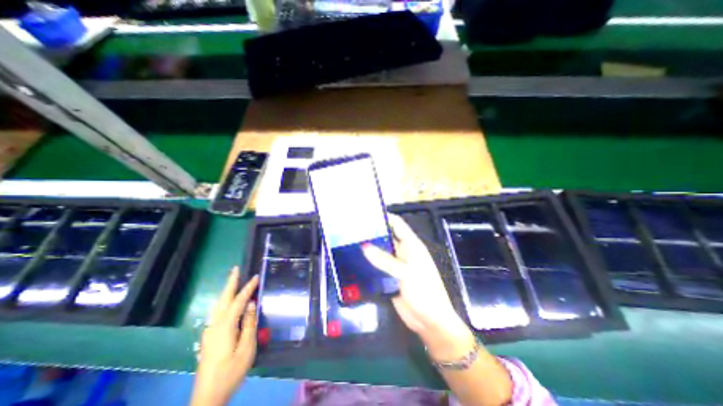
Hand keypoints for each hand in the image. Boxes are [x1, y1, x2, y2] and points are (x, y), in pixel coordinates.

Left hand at [191, 267, 259, 405]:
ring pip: (218, 305)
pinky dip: (224, 301)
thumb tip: (251, 304)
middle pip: (223, 299)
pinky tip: (227, 302)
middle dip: (230, 283)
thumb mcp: (246, 348)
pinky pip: (217, 312)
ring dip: (226, 291)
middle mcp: (214, 325)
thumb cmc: (231, 371)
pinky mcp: (209, 337)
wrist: (208, 396)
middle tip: (236, 269)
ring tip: (233, 280)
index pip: (239, 301)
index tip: (256, 276)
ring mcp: (209, 331)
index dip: (248, 288)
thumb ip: (249, 324)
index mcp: (225, 326)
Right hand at [362, 214, 474, 359]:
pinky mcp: (389, 277)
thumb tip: (364, 246)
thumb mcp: (406, 273)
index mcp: (411, 245)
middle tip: (353, 229)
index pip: (398, 224)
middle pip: (387, 238)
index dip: (385, 217)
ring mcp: (395, 265)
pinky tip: (354, 261)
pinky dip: (368, 264)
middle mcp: (403, 252)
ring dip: (368, 249)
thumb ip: (385, 260)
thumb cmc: (424, 291)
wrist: (429, 321)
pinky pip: (377, 267)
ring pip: (380, 253)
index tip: (367, 213)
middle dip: (372, 233)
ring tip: (349, 242)